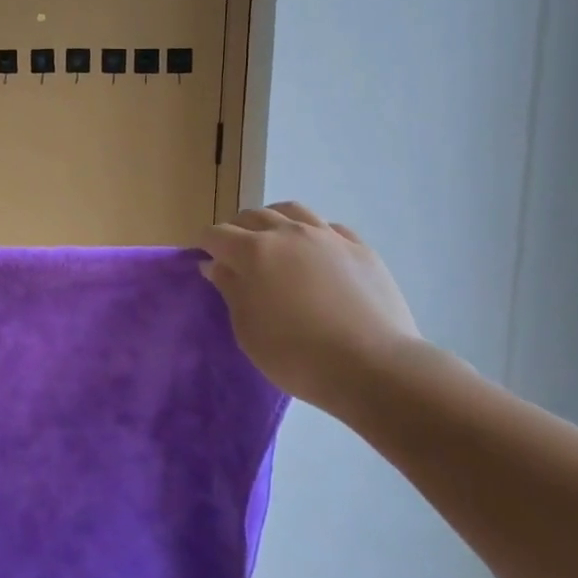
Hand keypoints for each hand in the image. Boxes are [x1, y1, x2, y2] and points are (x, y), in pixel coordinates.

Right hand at [199, 203, 423, 409]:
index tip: (204, 260)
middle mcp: (287, 233)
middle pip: (252, 216)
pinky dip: (314, 233)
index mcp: (253, 251)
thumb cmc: (297, 355)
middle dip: (236, 230)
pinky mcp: (360, 248)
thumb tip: (216, 265)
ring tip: (274, 241)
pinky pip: (329, 227)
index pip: (216, 234)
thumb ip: (230, 290)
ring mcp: (327, 236)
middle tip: (236, 255)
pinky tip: (316, 252)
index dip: (205, 245)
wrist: (373, 366)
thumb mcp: (248, 330)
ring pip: (291, 211)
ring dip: (274, 221)